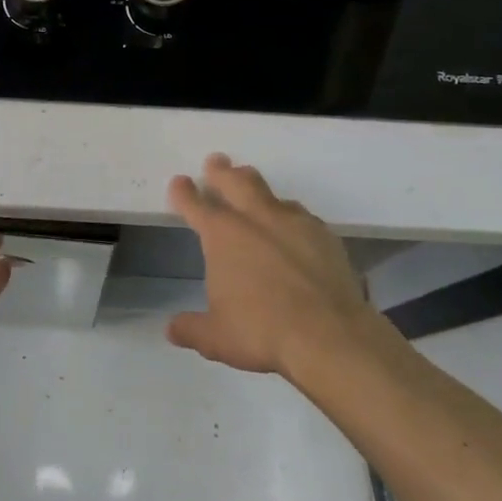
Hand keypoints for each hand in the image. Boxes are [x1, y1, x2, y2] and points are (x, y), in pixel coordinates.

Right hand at [165, 154, 370, 377]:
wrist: (330, 335)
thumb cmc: (262, 332)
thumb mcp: (216, 338)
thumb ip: (191, 329)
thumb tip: (172, 329)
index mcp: (222, 236)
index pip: (195, 204)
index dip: (183, 192)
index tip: (179, 182)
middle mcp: (255, 219)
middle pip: (235, 181)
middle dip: (221, 171)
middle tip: (216, 162)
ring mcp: (293, 222)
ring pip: (269, 192)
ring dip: (255, 186)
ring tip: (251, 185)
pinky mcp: (324, 235)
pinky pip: (300, 214)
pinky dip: (288, 214)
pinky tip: (291, 224)